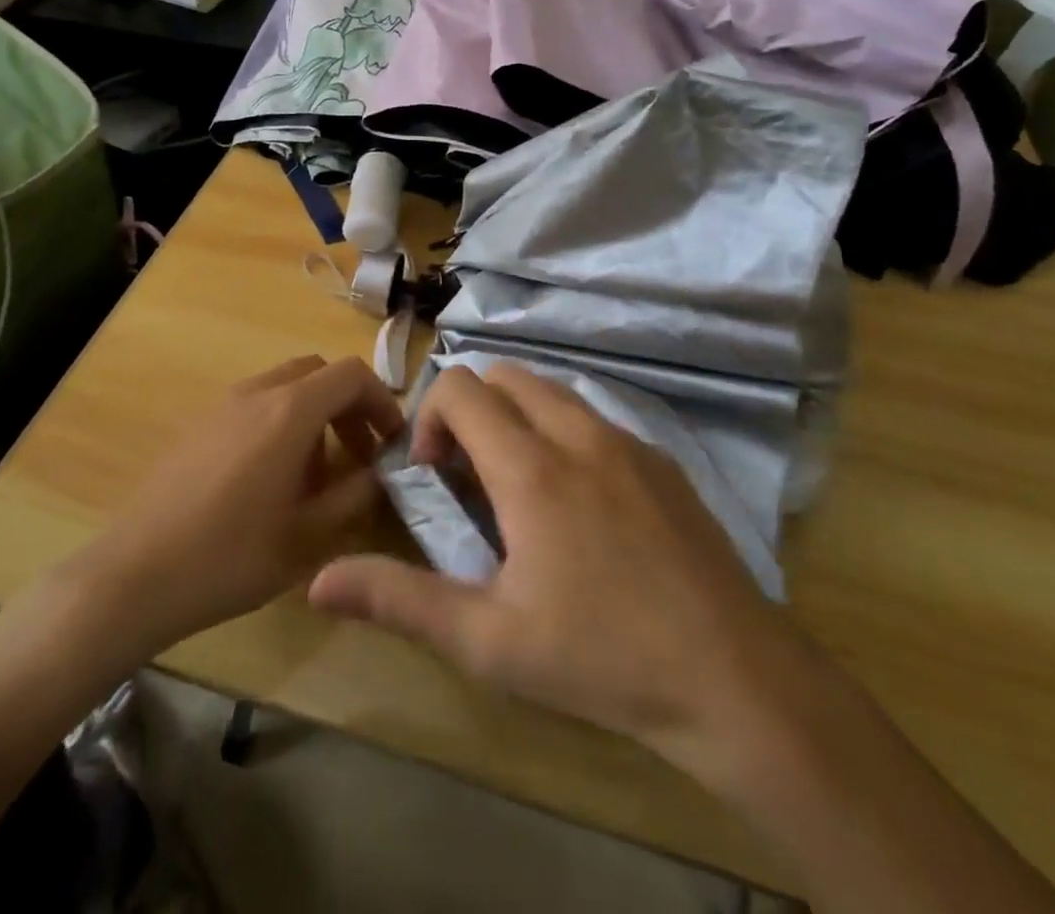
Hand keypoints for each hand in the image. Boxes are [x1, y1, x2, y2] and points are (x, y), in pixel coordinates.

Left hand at [76, 356, 403, 656]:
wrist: (134, 577)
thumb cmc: (230, 557)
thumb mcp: (308, 536)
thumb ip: (354, 495)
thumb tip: (379, 472)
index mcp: (288, 411)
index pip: (351, 374)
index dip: (381, 400)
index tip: (391, 441)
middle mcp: (256, 393)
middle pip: (317, 373)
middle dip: (347, 405)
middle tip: (358, 453)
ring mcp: (221, 406)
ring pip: (284, 387)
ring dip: (313, 414)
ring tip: (316, 474)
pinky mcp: (197, 425)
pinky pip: (254, 405)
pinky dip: (280, 422)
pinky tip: (270, 480)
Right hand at [308, 363, 822, 794]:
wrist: (735, 678)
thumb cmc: (601, 659)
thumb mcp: (489, 641)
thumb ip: (400, 601)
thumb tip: (319, 582)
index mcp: (530, 466)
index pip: (460, 387)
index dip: (430, 419)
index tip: (435, 476)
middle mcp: (577, 433)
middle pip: (504, 375)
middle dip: (471, 409)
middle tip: (471, 477)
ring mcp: (627, 441)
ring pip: (552, 390)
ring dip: (517, 417)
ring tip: (519, 488)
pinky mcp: (661, 460)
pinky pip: (594, 416)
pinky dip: (563, 431)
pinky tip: (580, 504)